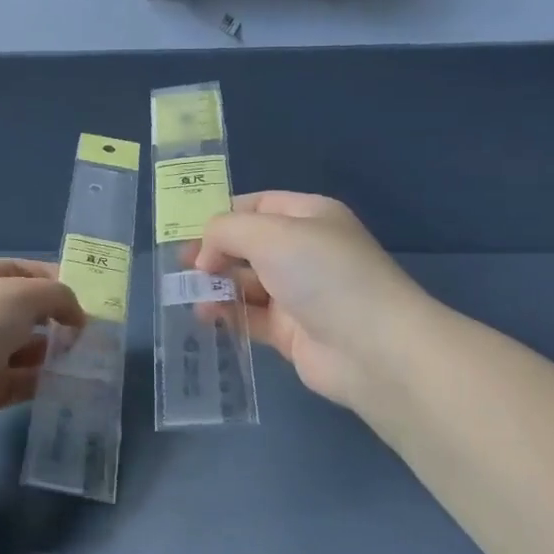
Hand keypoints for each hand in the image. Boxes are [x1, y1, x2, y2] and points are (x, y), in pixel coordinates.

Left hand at [0, 259, 84, 451]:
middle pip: (22, 310)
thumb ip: (57, 295)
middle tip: (90, 330)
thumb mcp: (22, 295)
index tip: (87, 295)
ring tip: (85, 357)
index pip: (19, 270)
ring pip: (22, 347)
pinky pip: (19, 380)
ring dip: (52, 351)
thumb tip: (76, 314)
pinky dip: (42, 380)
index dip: (53, 278)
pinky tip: (68, 382)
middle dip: (56, 317)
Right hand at [194, 192, 430, 407]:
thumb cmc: (322, 274)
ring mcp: (297, 292)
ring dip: (216, 285)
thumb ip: (226, 231)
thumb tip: (205, 253)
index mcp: (308, 216)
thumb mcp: (269, 234)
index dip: (222, 215)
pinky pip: (250, 316)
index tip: (186, 231)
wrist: (372, 348)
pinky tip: (206, 316)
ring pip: (245, 282)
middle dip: (213, 252)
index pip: (257, 205)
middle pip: (247, 244)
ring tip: (189, 294)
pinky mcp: (290, 331)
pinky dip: (226, 314)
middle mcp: (303, 250)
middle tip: (181, 267)